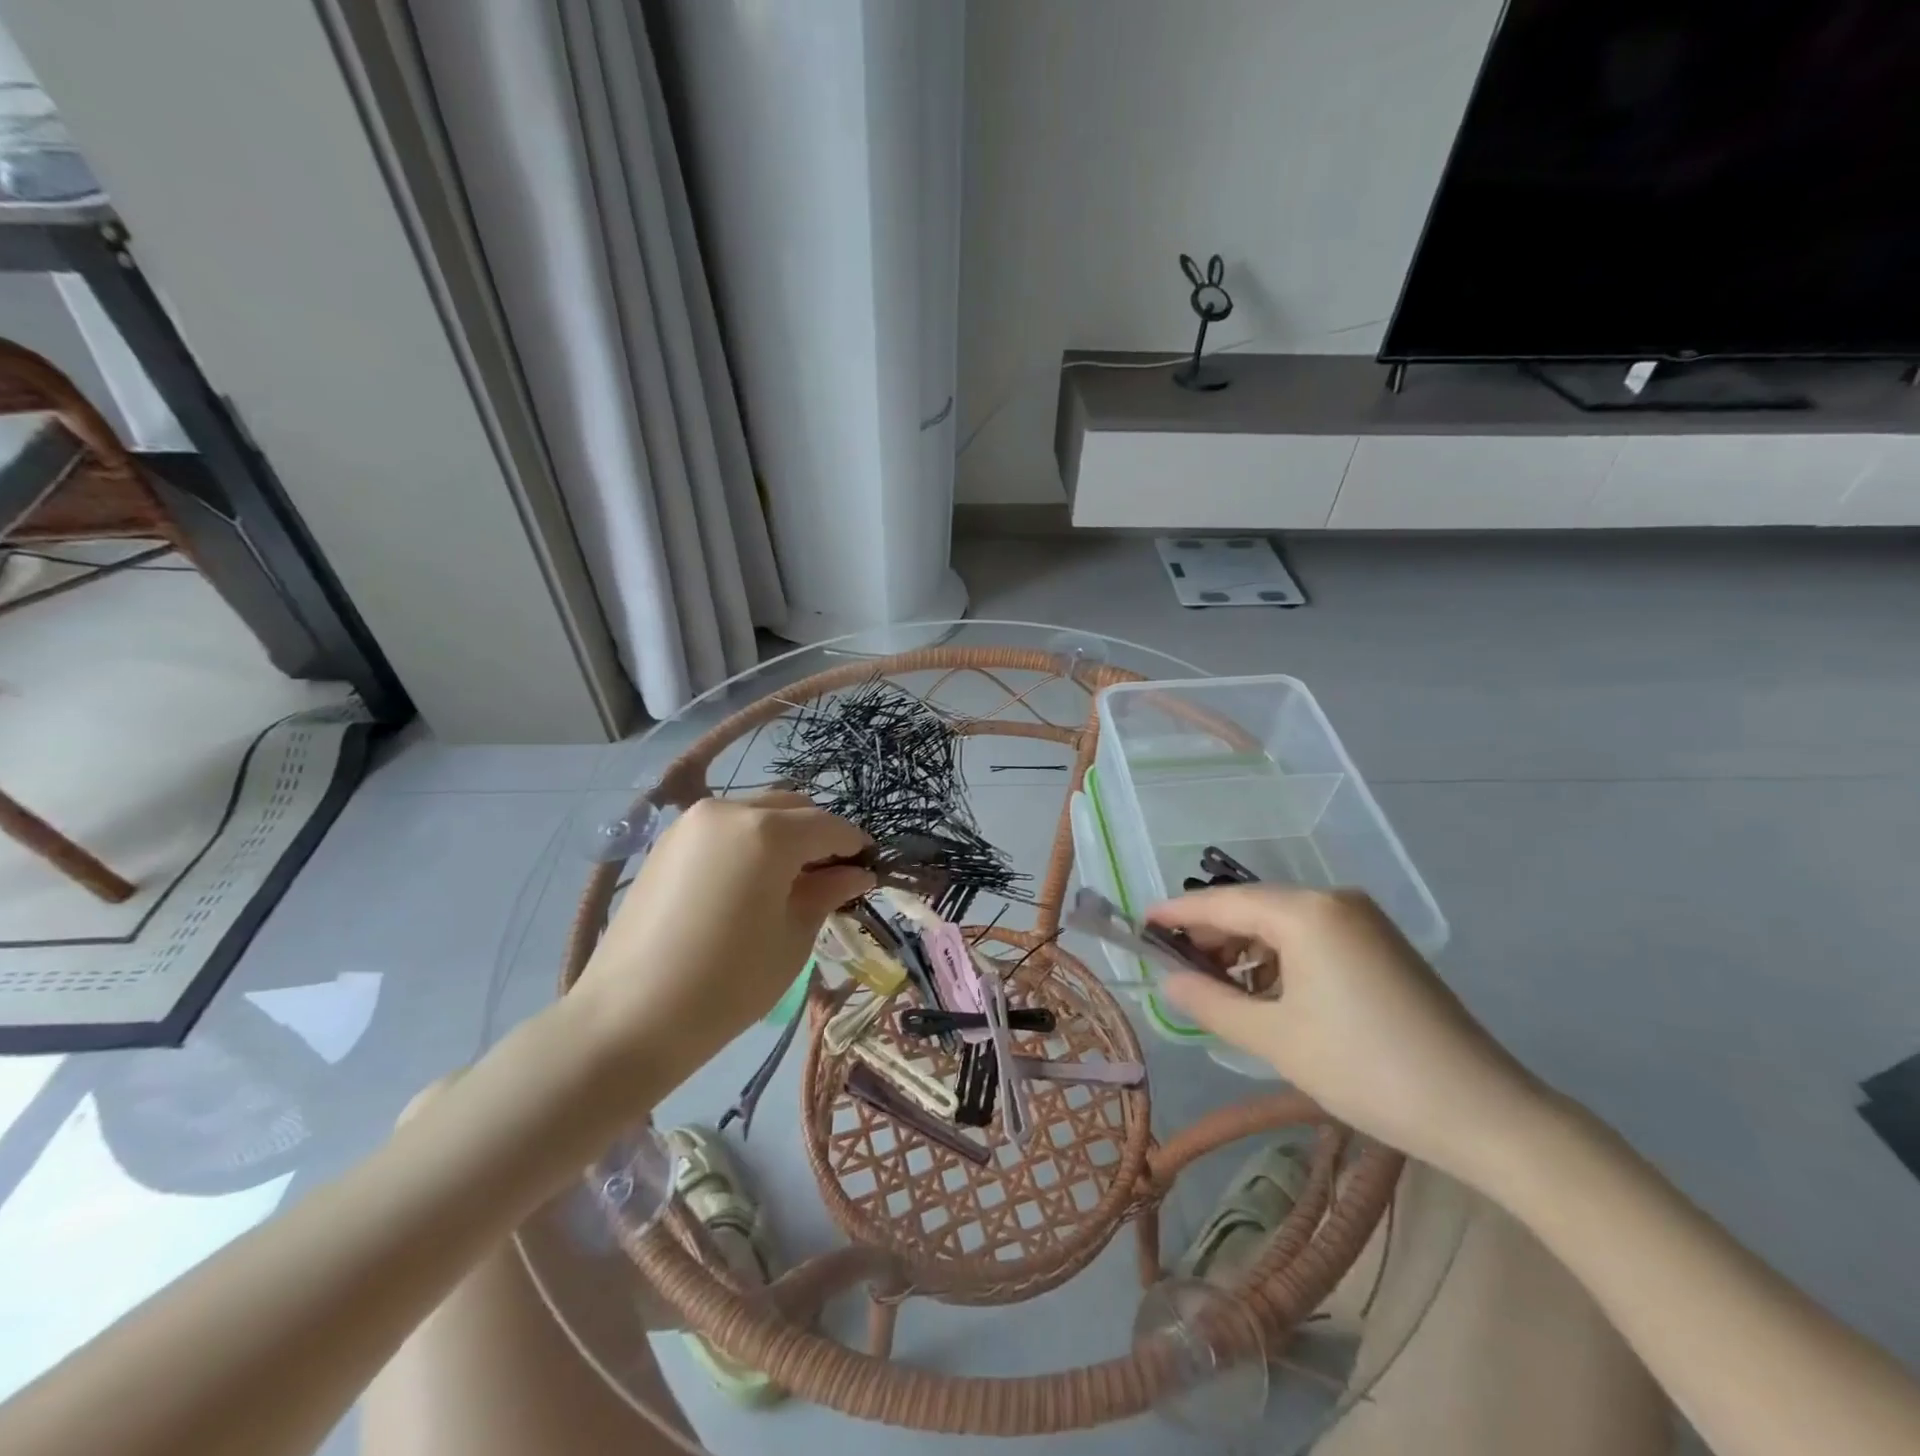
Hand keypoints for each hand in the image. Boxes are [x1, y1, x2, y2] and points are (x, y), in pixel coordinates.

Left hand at [569, 792, 871, 1092]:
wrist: (629, 1018)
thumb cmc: (727, 984)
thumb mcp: (793, 938)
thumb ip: (828, 892)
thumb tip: (857, 873)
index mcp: (768, 832)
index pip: (828, 826)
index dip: (854, 845)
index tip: (870, 868)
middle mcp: (730, 809)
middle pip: (793, 808)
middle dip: (819, 835)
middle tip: (832, 877)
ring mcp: (692, 822)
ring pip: (758, 812)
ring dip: (784, 834)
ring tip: (791, 880)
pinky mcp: (668, 841)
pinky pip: (726, 826)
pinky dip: (750, 840)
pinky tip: (751, 881)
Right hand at [1148, 886, 1545, 1178]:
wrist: (1484, 1112)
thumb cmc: (1366, 1069)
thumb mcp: (1275, 1039)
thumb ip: (1211, 1003)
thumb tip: (1169, 981)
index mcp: (1306, 912)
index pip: (1222, 902)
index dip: (1177, 913)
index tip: (1140, 924)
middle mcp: (1334, 900)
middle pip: (1252, 906)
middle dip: (1211, 934)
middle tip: (1176, 967)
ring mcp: (1362, 919)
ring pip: (1282, 921)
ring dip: (1244, 948)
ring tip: (1218, 987)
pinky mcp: (1380, 943)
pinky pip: (1311, 936)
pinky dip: (1279, 957)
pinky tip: (1266, 991)